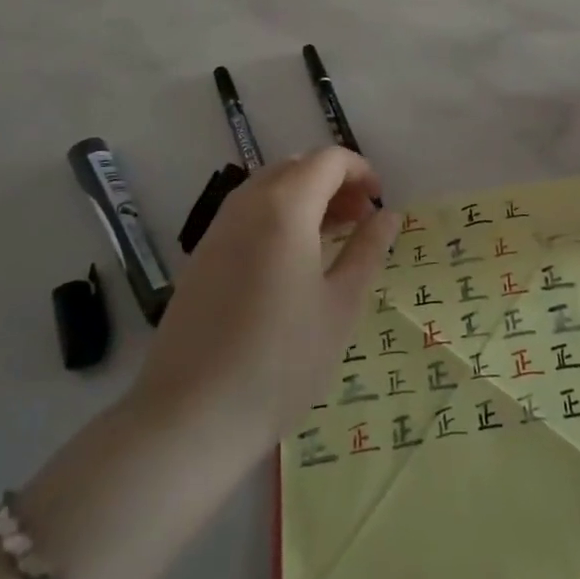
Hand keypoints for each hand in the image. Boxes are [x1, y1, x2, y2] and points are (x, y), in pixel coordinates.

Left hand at [134, 149, 398, 463]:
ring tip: (331, 239)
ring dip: (305, 198)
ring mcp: (217, 230)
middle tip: (360, 219)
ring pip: (268, 189)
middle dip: (333, 182)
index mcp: (285, 207)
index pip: (328, 160)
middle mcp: (247, 205)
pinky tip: (291, 262)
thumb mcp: (340, 306)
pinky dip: (278, 217)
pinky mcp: (201, 257)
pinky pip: (246, 214)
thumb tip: (388, 215)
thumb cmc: (281, 361)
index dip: (360, 170)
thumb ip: (367, 251)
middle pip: (296, 167)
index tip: (380, 202)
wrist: (191, 417)